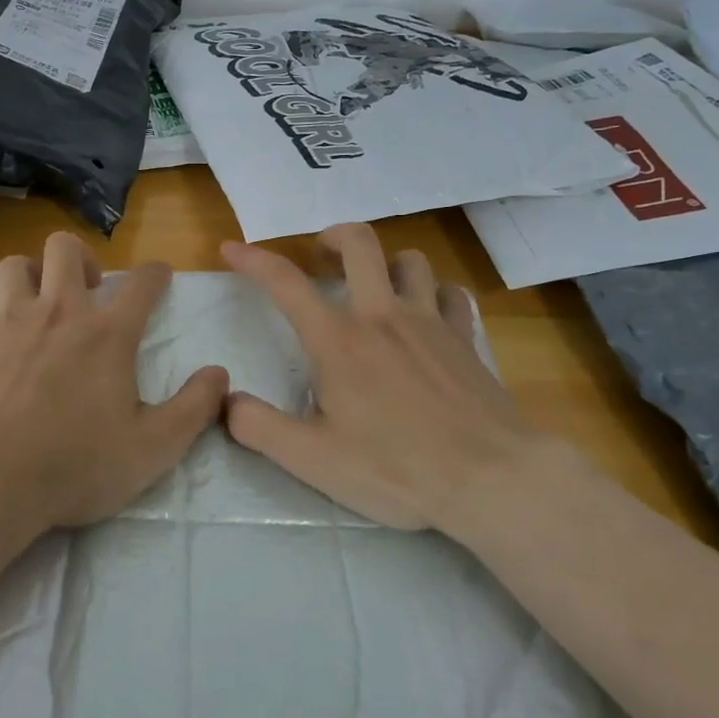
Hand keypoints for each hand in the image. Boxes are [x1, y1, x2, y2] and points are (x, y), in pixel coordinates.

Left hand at [0, 231, 229, 530]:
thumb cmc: (76, 465)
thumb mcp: (153, 448)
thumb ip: (194, 407)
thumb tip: (220, 374)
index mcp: (108, 334)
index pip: (142, 282)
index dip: (156, 273)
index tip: (160, 277)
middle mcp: (60, 312)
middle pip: (66, 248)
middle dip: (83, 259)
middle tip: (89, 293)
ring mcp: (12, 321)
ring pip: (18, 264)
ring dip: (35, 273)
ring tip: (44, 301)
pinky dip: (0, 302)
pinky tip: (7, 325)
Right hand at [221, 223, 560, 530]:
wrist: (491, 479)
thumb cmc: (396, 468)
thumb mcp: (313, 460)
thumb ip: (259, 428)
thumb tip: (227, 401)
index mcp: (338, 341)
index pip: (285, 283)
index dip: (253, 259)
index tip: (231, 248)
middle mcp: (382, 316)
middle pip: (359, 242)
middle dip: (332, 237)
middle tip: (319, 257)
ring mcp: (431, 322)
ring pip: (409, 260)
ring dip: (386, 264)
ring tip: (374, 287)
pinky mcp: (466, 338)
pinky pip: (450, 293)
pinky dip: (434, 293)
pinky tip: (428, 314)